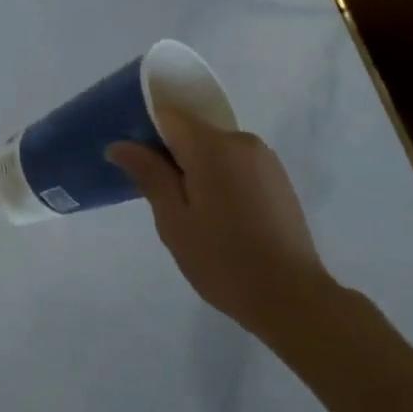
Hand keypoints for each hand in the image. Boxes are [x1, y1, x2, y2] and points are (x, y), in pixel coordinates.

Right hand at [108, 108, 337, 347]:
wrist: (293, 298)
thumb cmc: (223, 260)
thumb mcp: (174, 220)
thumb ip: (148, 174)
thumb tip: (119, 144)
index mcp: (212, 146)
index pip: (168, 113)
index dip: (146, 131)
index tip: (137, 163)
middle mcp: (241, 140)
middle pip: (192, 129)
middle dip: (172, 154)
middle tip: (163, 199)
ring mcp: (264, 158)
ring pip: (214, 147)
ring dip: (197, 167)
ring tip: (194, 213)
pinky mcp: (278, 177)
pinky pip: (236, 162)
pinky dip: (220, 177)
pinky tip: (221, 216)